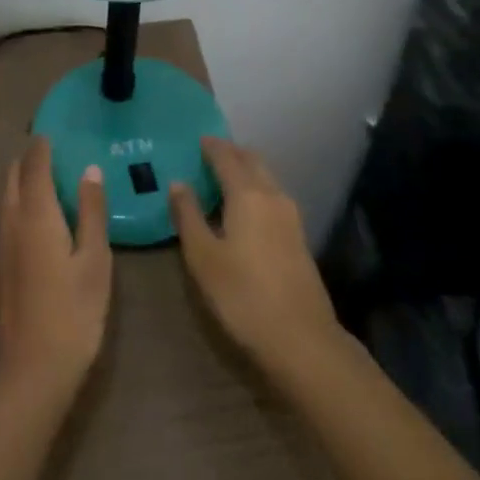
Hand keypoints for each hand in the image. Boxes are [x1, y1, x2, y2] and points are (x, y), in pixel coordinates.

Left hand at [0, 137, 111, 407]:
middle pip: (13, 175)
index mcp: (35, 213)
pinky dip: (17, 203)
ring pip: (5, 197)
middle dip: (29, 158)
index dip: (43, 145)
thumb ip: (92, 212)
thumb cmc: (71, 315)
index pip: (35, 163)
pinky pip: (3, 217)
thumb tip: (90, 169)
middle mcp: (9, 220)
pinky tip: (36, 218)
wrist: (25, 375)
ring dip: (21, 180)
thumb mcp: (95, 262)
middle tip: (53, 152)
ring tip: (46, 178)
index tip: (55, 131)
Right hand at [170, 137, 341, 379]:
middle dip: (230, 153)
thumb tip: (178, 183)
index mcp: (247, 193)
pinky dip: (255, 189)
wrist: (302, 339)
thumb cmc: (243, 295)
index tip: (196, 140)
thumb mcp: (203, 257)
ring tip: (222, 180)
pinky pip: (272, 196)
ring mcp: (290, 215)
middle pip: (251, 160)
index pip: (226, 156)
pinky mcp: (298, 236)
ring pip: (265, 177)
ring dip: (245, 171)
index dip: (210, 146)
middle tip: (207, 155)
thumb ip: (188, 215)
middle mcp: (272, 195)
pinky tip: (243, 209)